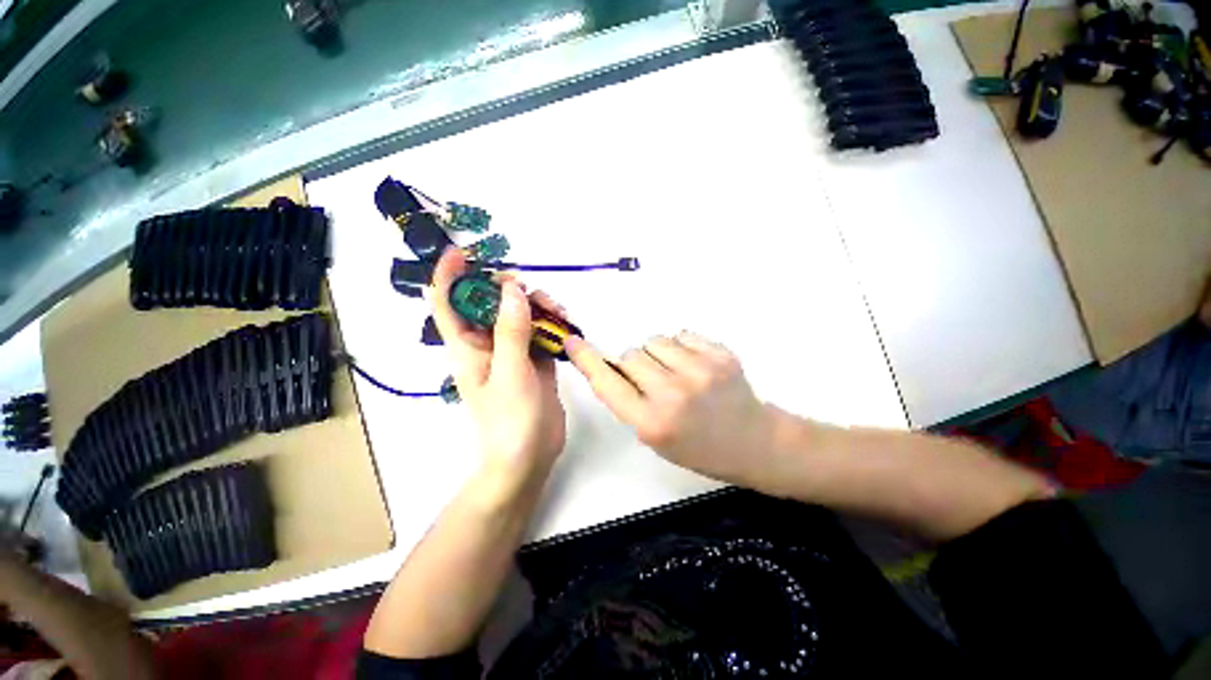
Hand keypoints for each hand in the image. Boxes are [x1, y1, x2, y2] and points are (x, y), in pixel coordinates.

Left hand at [430, 249, 566, 487]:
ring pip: (519, 315)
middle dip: (507, 289)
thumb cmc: (510, 419)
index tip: (463, 253)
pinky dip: (551, 322)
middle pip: (490, 304)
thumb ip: (511, 330)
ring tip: (556, 309)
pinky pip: (540, 331)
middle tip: (527, 287)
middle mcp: (488, 345)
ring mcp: (513, 352)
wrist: (530, 456)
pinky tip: (564, 322)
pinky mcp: (535, 360)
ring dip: (535, 305)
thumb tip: (512, 288)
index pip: (448, 304)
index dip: (450, 276)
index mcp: (467, 347)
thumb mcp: (510, 372)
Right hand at [565, 331, 775, 488]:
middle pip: (630, 355)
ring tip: (676, 371)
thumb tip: (612, 365)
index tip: (573, 343)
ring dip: (656, 353)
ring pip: (654, 340)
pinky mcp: (720, 354)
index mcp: (653, 422)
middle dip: (634, 364)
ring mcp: (700, 370)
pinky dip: (681, 346)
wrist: (753, 442)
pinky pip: (681, 334)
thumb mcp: (655, 437)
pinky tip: (694, 365)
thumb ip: (630, 402)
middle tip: (652, 380)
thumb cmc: (698, 447)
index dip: (587, 361)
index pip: (608, 383)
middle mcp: (673, 393)